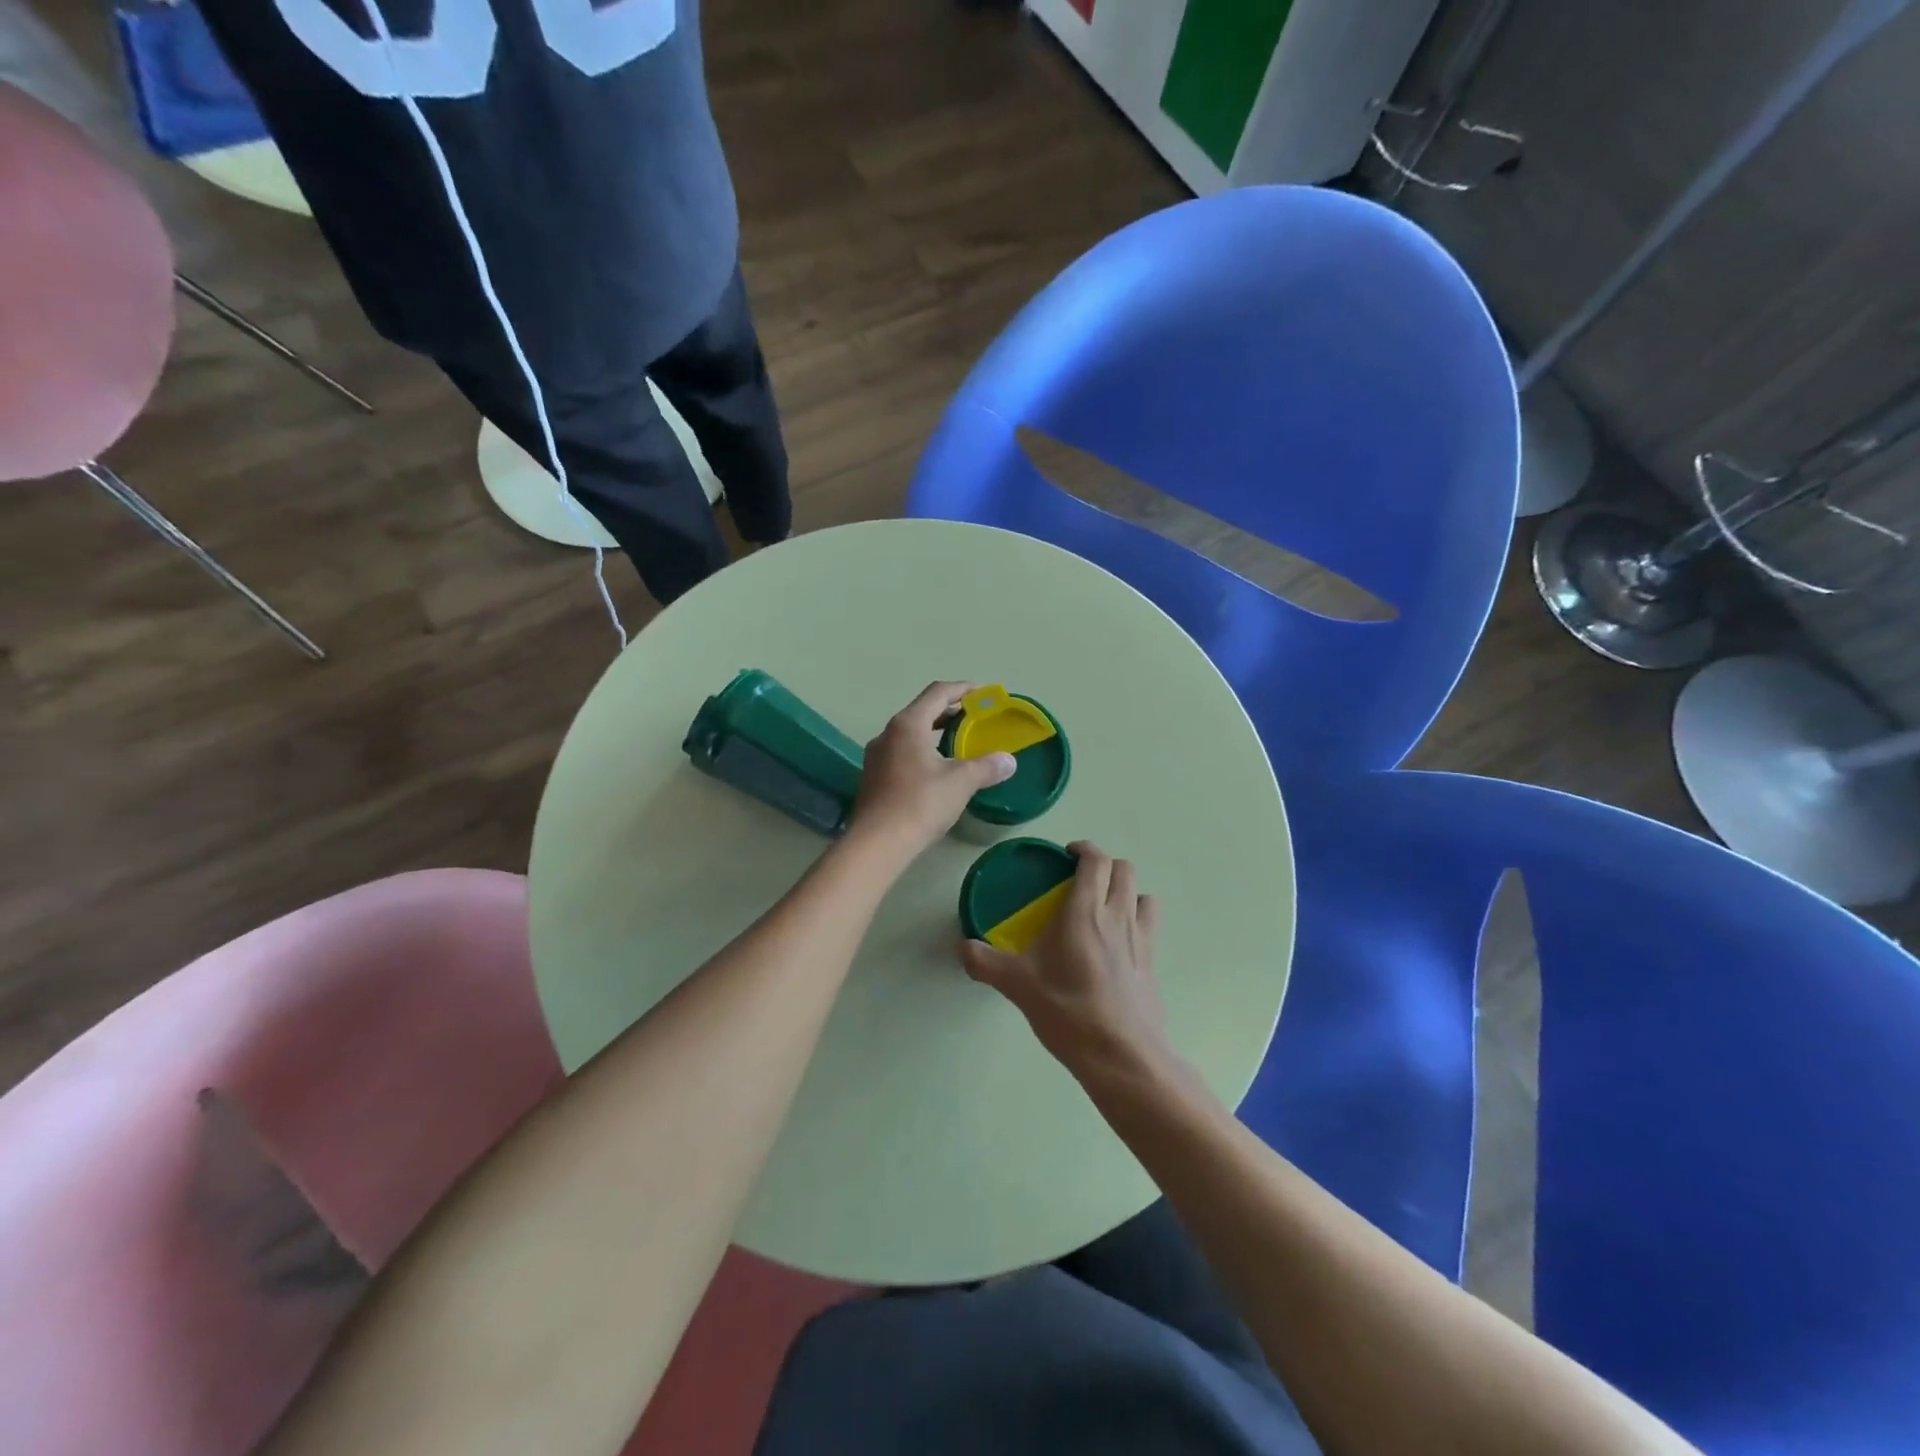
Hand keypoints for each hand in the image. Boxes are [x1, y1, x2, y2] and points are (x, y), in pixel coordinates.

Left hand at [848, 682, 1015, 858]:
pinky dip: (921, 753)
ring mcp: (875, 757)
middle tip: (972, 719)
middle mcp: (887, 734)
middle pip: (921, 711)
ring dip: (932, 733)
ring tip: (956, 744)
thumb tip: (1009, 761)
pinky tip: (935, 771)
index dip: (961, 689)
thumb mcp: (961, 782)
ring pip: (909, 735)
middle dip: (948, 712)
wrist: (877, 843)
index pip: (937, 693)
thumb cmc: (920, 803)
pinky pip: (900, 754)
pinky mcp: (872, 779)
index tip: (981, 694)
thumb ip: (986, 767)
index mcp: (908, 724)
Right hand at [960, 842, 1177, 1089]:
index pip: (1096, 861)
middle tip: (1080, 879)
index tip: (1067, 854)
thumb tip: (962, 948)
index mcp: (1085, 912)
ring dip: (1125, 890)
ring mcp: (1141, 939)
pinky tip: (1117, 942)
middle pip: (1124, 869)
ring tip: (1103, 906)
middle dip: (1104, 865)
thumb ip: (986, 963)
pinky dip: (1136, 919)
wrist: (1121, 1055)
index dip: (1084, 848)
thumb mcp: (1018, 986)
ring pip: (1142, 894)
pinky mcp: (1152, 963)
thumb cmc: (1068, 1011)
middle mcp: (1118, 916)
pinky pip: (1149, 925)